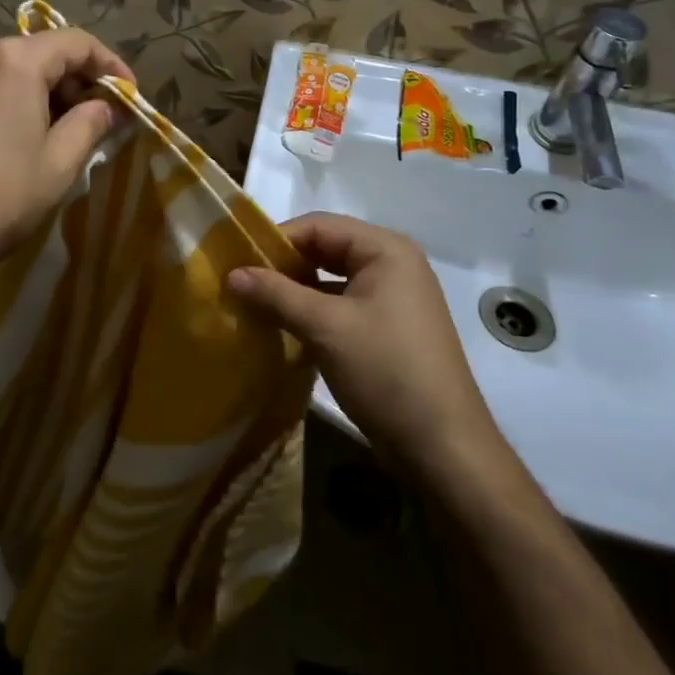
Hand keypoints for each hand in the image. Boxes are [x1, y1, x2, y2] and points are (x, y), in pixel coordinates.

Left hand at [0, 29, 132, 347]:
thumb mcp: (58, 164)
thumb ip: (90, 124)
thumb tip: (106, 107)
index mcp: (13, 59)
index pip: (75, 42)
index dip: (110, 65)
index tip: (129, 95)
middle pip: (38, 51)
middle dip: (74, 80)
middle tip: (96, 117)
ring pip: (6, 67)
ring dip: (39, 90)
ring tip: (56, 129)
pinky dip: (6, 97)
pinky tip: (12, 134)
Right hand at [228, 213, 500, 470]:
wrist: (443, 448)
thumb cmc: (386, 372)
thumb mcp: (325, 328)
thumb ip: (276, 294)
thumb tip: (231, 273)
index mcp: (385, 249)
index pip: (318, 225)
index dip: (276, 240)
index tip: (237, 261)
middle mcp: (392, 264)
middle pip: (325, 249)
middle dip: (284, 265)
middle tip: (241, 283)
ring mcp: (393, 297)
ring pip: (331, 279)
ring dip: (295, 290)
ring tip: (255, 305)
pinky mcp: (388, 328)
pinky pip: (341, 305)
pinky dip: (313, 311)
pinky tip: (283, 328)